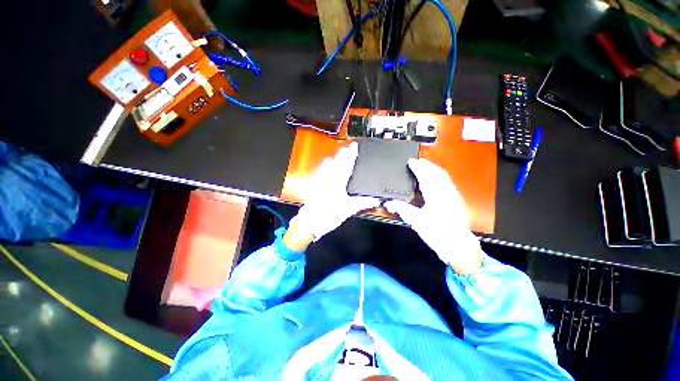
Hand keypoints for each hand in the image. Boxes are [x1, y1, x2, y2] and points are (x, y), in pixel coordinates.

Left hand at [288, 142, 379, 242]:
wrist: (310, 222)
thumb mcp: (348, 209)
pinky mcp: (315, 185)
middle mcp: (328, 179)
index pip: (346, 165)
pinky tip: (326, 162)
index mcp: (337, 182)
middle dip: (343, 154)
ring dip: (335, 158)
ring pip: (329, 165)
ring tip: (340, 151)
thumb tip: (376, 201)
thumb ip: (362, 203)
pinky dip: (325, 165)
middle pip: (337, 163)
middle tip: (348, 147)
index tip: (354, 147)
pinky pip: (321, 171)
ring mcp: (320, 181)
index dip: (351, 155)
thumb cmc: (329, 215)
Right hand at [384, 158, 482, 274]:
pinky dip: (440, 175)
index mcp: (436, 195)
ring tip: (425, 166)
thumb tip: (388, 203)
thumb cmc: (437, 233)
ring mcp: (454, 195)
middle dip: (427, 164)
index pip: (426, 176)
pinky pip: (448, 182)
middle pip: (437, 172)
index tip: (410, 161)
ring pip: (444, 176)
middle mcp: (447, 192)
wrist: (458, 246)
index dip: (417, 167)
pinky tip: (436, 179)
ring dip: (434, 168)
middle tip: (417, 160)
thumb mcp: (416, 221)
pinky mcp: (457, 200)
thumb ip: (402, 209)